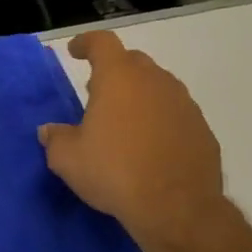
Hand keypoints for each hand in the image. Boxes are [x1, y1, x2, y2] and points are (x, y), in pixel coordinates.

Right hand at [38, 30, 230, 251]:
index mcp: (119, 79)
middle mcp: (155, 82)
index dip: (86, 43)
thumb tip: (49, 131)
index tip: (75, 51)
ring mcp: (184, 104)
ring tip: (122, 122)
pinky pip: (175, 113)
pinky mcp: (202, 130)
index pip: (102, 43)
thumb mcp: (67, 159)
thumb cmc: (114, 172)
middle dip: (113, 71)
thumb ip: (55, 138)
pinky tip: (148, 146)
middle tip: (96, 93)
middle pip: (132, 61)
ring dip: (138, 96)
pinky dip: (159, 120)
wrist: (177, 208)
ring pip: (157, 87)